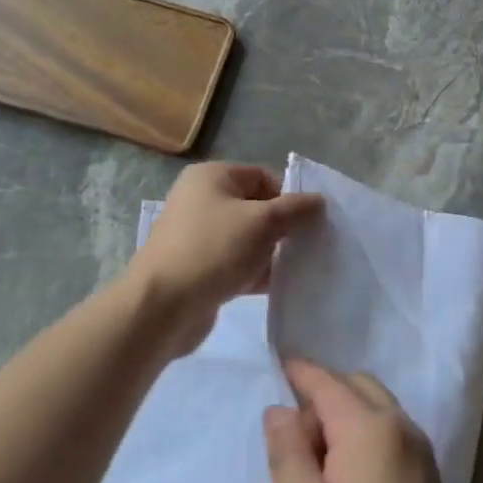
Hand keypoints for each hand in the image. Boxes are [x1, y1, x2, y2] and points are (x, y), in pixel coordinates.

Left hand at [127, 163, 322, 354]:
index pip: (263, 176)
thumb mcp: (263, 222)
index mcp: (211, 177)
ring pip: (248, 238)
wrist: (163, 306)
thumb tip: (319, 201)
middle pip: (256, 207)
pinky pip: (237, 264)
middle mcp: (201, 201)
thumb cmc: (214, 250)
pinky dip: (258, 272)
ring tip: (302, 266)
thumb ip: (296, 209)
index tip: (314, 221)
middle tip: (312, 244)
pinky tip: (282, 286)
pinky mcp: (200, 269)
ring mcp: (198, 237)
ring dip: (273, 252)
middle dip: (285, 226)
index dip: (290, 195)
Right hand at [265, 361, 472, 482]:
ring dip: (344, 418)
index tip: (274, 366)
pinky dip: (363, 437)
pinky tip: (343, 479)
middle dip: (322, 396)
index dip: (299, 372)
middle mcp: (403, 429)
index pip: (328, 383)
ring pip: (376, 410)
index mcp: (371, 429)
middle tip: (290, 439)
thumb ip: (287, 450)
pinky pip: (390, 435)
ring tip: (312, 465)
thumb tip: (280, 410)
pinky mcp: (428, 479)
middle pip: (358, 387)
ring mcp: (421, 454)